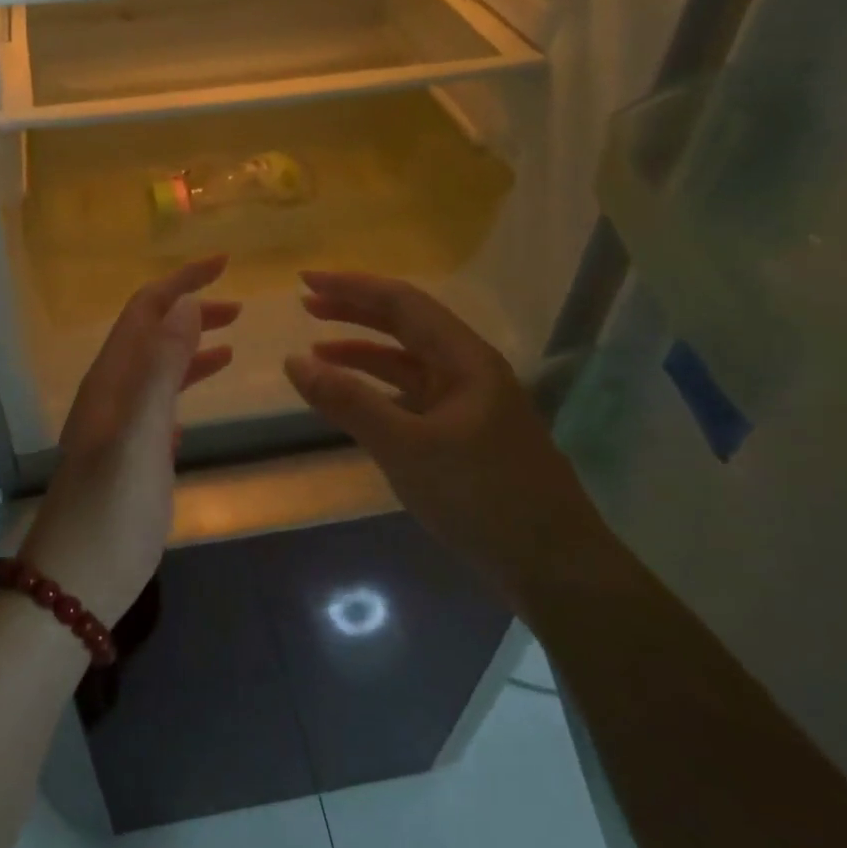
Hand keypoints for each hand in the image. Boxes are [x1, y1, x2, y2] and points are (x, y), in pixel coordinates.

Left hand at [20, 256, 240, 624]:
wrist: (78, 581)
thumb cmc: (111, 508)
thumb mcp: (141, 433)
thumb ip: (162, 368)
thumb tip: (186, 304)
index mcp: (111, 379)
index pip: (145, 310)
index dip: (182, 282)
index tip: (225, 264)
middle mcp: (112, 393)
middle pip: (151, 333)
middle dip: (191, 310)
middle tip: (240, 305)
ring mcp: (120, 425)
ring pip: (157, 367)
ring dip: (191, 346)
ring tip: (233, 339)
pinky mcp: (131, 454)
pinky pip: (160, 403)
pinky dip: (184, 384)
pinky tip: (204, 392)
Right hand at [283, 271, 596, 610]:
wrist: (553, 567)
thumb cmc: (481, 498)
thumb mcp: (406, 447)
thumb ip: (348, 402)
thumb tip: (293, 361)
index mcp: (465, 359)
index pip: (402, 302)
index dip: (351, 286)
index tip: (305, 280)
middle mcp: (469, 369)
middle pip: (406, 324)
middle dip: (355, 310)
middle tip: (306, 304)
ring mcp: (468, 402)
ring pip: (408, 361)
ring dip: (363, 351)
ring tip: (316, 350)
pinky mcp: (463, 433)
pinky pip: (412, 395)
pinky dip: (378, 388)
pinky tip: (354, 398)